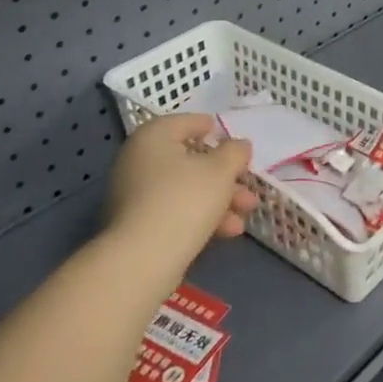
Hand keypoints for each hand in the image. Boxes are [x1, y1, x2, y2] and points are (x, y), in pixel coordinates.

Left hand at [105, 115, 259, 268]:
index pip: (187, 122)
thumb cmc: (185, 199)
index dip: (215, 130)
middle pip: (190, 160)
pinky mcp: (136, 224)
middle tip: (248, 186)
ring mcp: (134, 193)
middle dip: (225, 176)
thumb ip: (235, 152)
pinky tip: (228, 232)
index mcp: (153, 136)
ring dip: (219, 199)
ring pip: (186, 188)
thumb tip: (239, 145)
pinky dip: (200, 215)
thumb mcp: (221, 170)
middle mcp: (138, 159)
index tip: (235, 142)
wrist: (143, 259)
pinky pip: (174, 210)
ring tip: (246, 214)